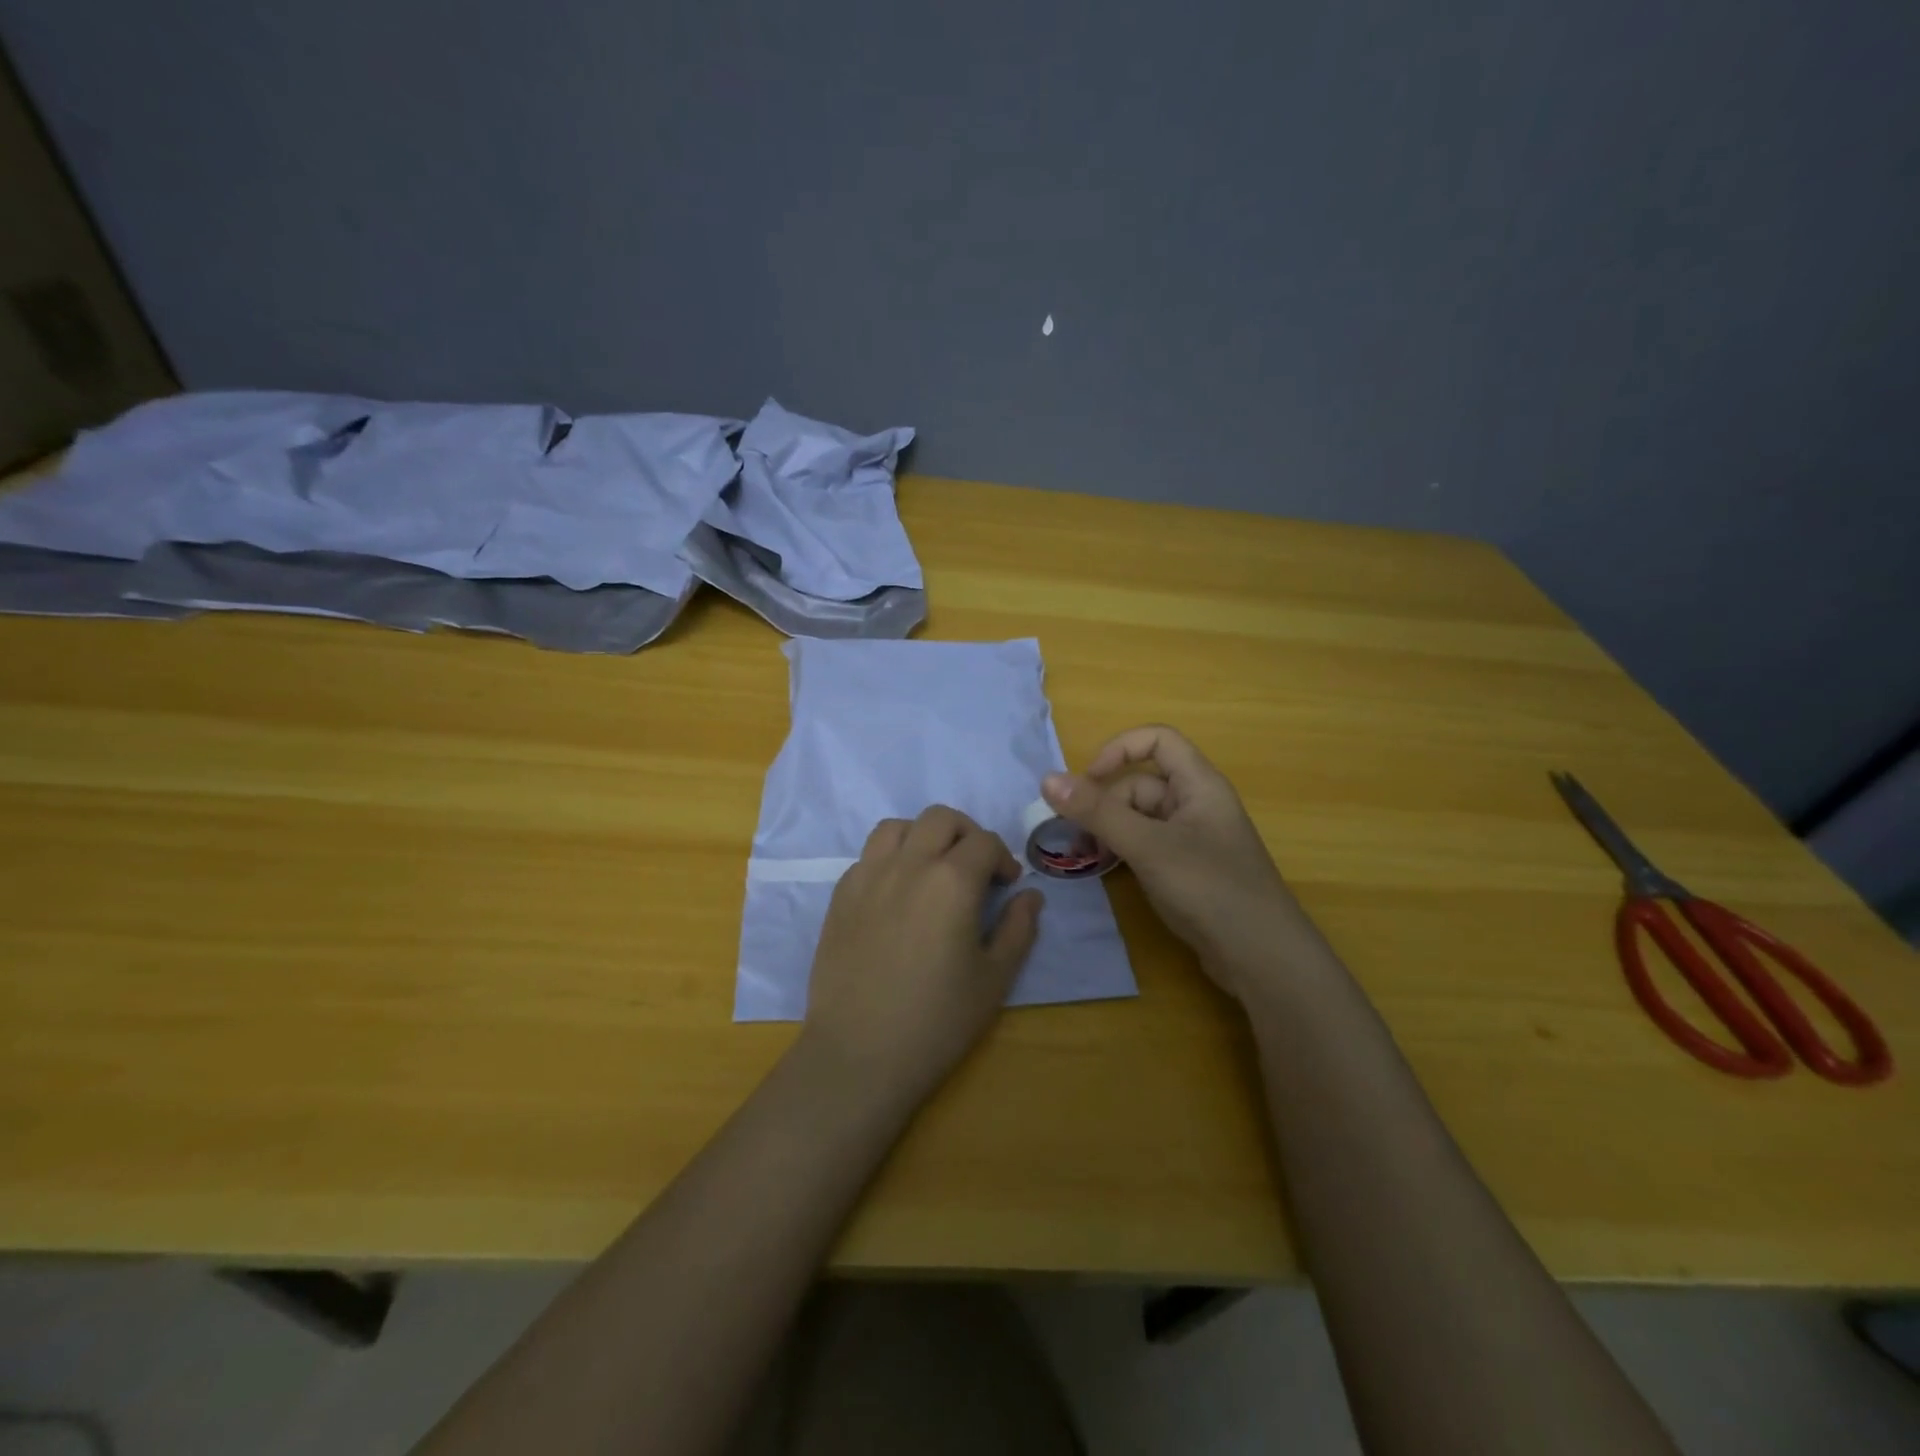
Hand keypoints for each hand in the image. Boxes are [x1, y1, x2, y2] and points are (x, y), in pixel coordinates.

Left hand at [801, 806, 1043, 1107]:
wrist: (859, 1053)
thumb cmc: (937, 1020)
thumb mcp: (994, 979)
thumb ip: (1019, 929)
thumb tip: (1030, 896)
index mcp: (952, 881)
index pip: (984, 842)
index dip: (1003, 858)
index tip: (1007, 884)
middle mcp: (908, 865)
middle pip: (940, 818)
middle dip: (966, 833)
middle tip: (975, 868)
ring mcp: (868, 876)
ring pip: (897, 826)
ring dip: (922, 836)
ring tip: (932, 868)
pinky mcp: (840, 895)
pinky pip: (868, 855)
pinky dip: (890, 858)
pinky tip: (897, 893)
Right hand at [1042, 725, 1329, 1000]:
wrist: (1261, 957)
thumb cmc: (1209, 888)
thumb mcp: (1148, 846)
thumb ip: (1098, 812)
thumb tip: (1047, 779)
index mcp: (1199, 784)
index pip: (1157, 740)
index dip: (1119, 750)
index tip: (1087, 782)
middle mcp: (1197, 805)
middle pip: (1140, 785)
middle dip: (1105, 805)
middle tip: (1076, 838)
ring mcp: (1193, 839)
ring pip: (1140, 818)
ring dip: (1110, 831)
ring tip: (1086, 858)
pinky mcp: (1188, 870)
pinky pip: (1148, 845)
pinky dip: (1124, 852)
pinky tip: (1108, 872)